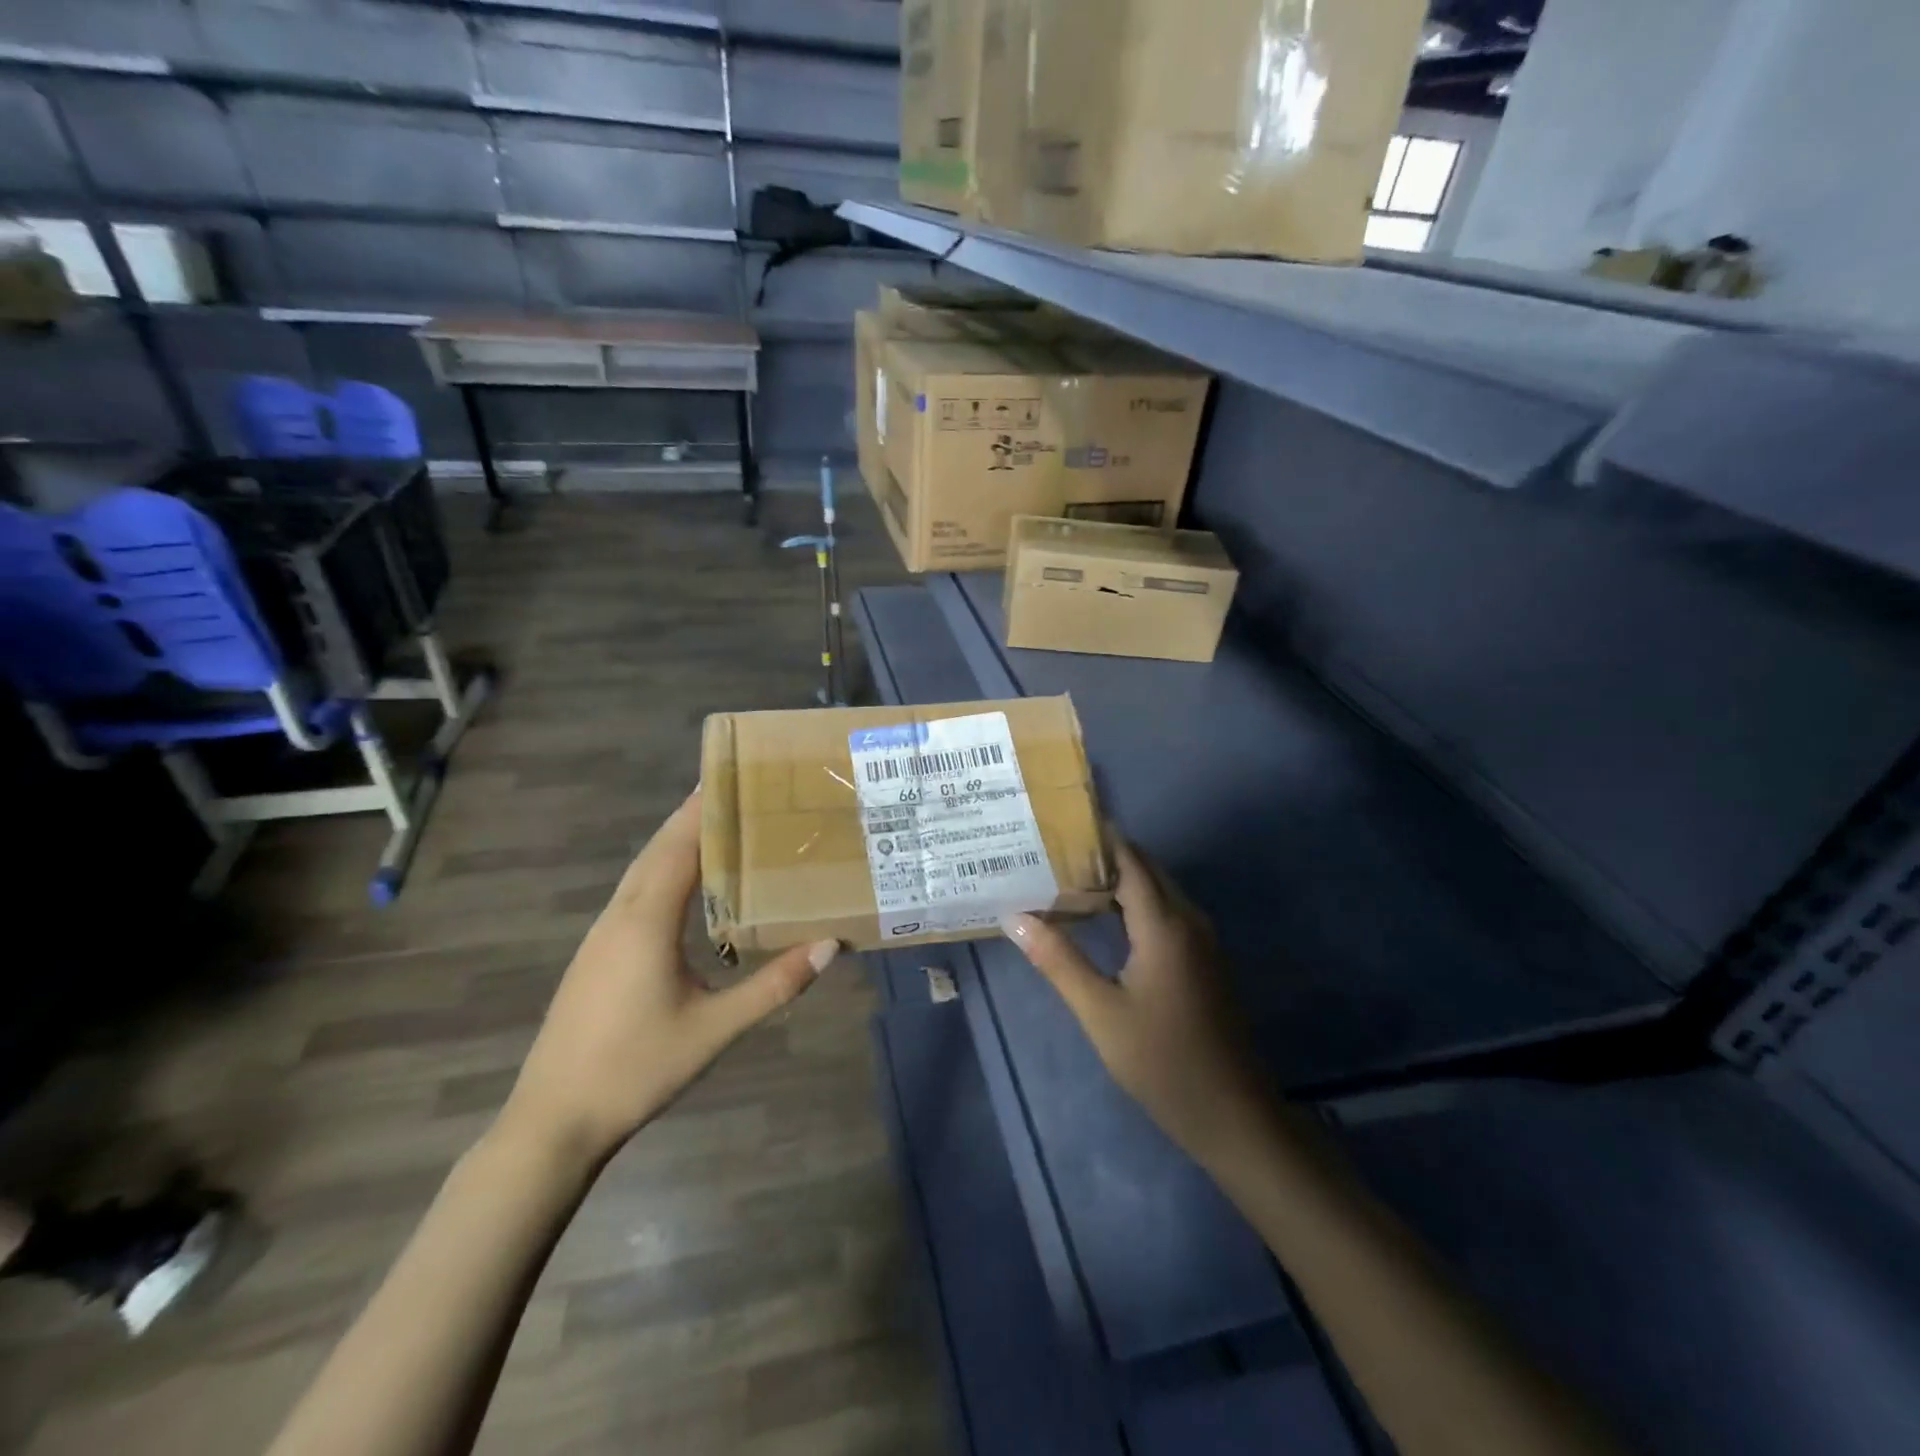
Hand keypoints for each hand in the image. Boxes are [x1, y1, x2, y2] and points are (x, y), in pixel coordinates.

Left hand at [499, 789, 838, 1165]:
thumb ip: (775, 985)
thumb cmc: (637, 1068)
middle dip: (691, 815)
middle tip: (734, 790)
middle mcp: (620, 916)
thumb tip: (831, 944)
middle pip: (657, 849)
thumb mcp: (716, 1028)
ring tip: (717, 825)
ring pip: (641, 871)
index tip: (730, 775)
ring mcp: (601, 935)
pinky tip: (683, 885)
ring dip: (675, 842)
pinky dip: (662, 871)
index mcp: (646, 921)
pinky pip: (634, 893)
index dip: (703, 809)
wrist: (553, 1121)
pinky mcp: (596, 954)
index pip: (679, 847)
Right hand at [1000, 839, 1273, 1167]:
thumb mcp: (1100, 1013)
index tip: (1060, 826)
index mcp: (1165, 925)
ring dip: (1119, 880)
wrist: (1233, 1115)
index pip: (1131, 861)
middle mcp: (1188, 921)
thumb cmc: (1162, 1062)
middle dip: (1105, 856)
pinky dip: (1134, 904)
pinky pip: (1167, 913)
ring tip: (1068, 878)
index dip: (1099, 839)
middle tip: (1054, 852)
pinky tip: (1103, 919)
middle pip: (1146, 870)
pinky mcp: (1204, 960)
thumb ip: (1058, 960)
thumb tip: (1016, 917)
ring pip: (1158, 891)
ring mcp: (1201, 941)